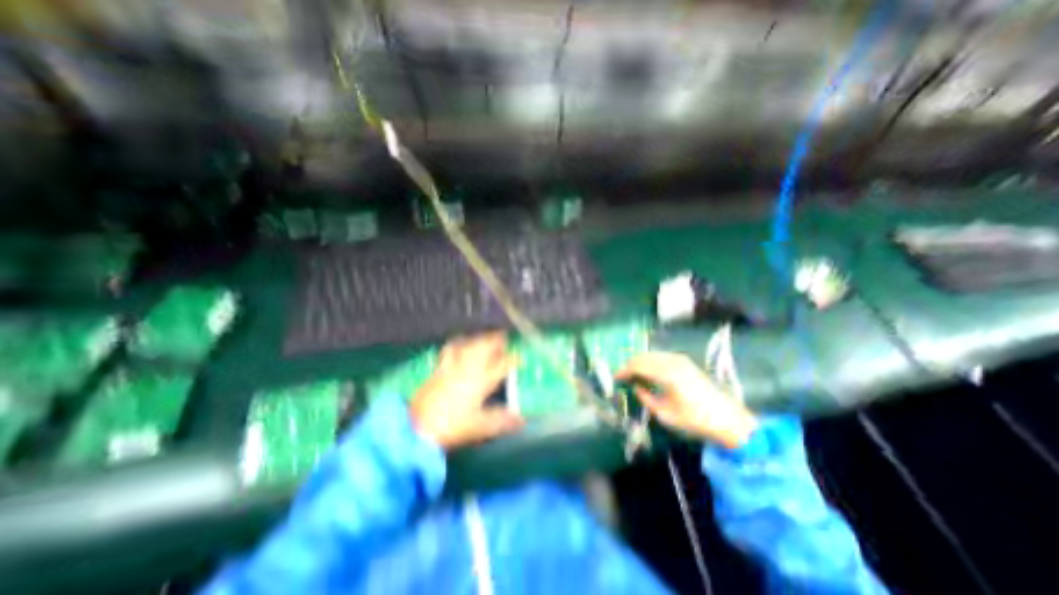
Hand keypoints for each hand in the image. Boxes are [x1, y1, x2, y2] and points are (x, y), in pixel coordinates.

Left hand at [411, 330, 522, 450]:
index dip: (513, 359)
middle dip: (496, 340)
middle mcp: (468, 368)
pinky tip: (459, 343)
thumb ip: (501, 421)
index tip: (521, 357)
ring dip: (479, 339)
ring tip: (485, 337)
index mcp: (481, 380)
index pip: (502, 365)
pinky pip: (451, 349)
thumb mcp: (479, 427)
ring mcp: (452, 366)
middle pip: (485, 347)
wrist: (416, 426)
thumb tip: (521, 419)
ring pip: (469, 345)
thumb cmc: (451, 426)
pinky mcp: (439, 368)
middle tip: (503, 337)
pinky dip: (459, 343)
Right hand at [617, 353, 757, 445]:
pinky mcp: (686, 362)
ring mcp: (680, 359)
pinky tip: (649, 373)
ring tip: (634, 375)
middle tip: (623, 376)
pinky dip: (651, 362)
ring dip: (640, 362)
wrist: (728, 419)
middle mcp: (672, 361)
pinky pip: (661, 357)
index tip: (615, 378)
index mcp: (666, 373)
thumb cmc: (695, 419)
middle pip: (644, 357)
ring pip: (652, 355)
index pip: (638, 365)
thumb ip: (647, 398)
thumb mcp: (666, 414)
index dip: (624, 370)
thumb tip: (636, 387)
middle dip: (630, 365)